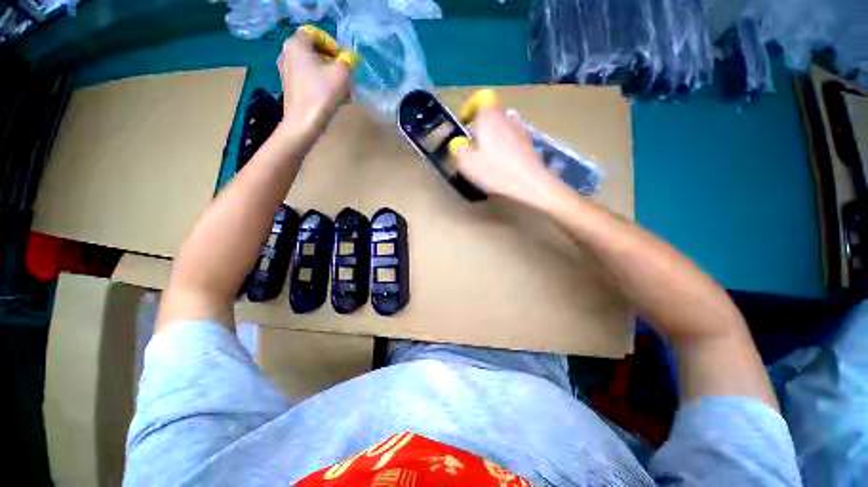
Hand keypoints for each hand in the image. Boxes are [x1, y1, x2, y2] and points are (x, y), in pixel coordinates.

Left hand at [277, 28, 352, 133]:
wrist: (304, 123)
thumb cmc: (322, 94)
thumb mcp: (342, 74)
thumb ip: (347, 62)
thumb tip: (349, 59)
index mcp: (296, 45)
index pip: (315, 34)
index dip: (332, 44)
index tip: (343, 60)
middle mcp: (287, 54)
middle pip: (314, 52)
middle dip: (332, 63)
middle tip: (345, 76)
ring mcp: (286, 72)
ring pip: (312, 68)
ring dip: (329, 76)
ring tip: (343, 91)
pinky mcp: (290, 88)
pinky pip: (308, 80)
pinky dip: (321, 85)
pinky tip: (332, 98)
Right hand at [450, 107, 559, 208]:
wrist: (531, 183)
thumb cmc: (497, 171)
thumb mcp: (469, 164)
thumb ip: (459, 150)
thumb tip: (458, 143)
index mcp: (489, 119)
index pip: (481, 98)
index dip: (470, 107)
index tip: (464, 122)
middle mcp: (506, 118)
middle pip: (491, 113)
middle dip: (480, 126)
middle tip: (473, 145)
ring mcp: (520, 129)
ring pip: (502, 126)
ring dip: (493, 136)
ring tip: (488, 156)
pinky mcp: (529, 142)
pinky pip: (512, 137)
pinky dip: (504, 145)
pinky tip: (503, 162)